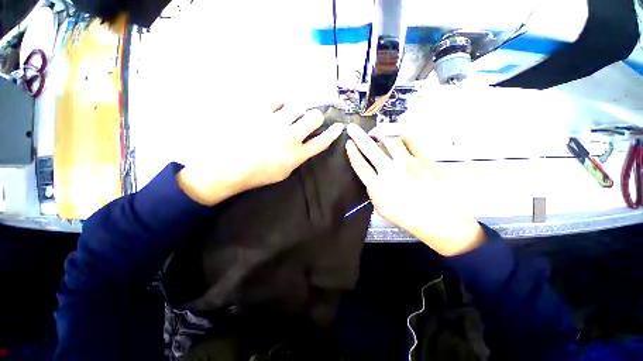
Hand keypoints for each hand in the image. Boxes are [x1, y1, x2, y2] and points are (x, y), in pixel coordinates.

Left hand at [177, 104, 343, 205]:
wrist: (229, 167)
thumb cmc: (258, 174)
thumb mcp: (284, 172)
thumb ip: (297, 157)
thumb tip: (304, 145)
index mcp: (297, 154)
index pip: (322, 141)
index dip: (333, 133)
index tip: (339, 127)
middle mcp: (290, 136)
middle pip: (314, 118)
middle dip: (316, 117)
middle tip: (311, 118)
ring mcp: (275, 122)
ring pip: (298, 105)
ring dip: (300, 107)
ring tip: (294, 110)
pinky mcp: (260, 112)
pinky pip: (277, 99)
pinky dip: (282, 101)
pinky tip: (279, 105)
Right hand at [345, 124, 483, 255]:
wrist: (438, 218)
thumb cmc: (406, 216)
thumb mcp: (381, 208)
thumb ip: (372, 190)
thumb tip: (369, 175)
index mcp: (378, 186)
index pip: (360, 165)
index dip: (352, 152)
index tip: (348, 143)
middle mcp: (391, 172)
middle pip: (370, 149)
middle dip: (358, 136)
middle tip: (352, 128)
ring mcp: (408, 163)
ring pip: (391, 140)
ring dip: (381, 134)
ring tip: (376, 133)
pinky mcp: (424, 159)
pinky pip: (411, 140)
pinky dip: (401, 136)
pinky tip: (397, 137)